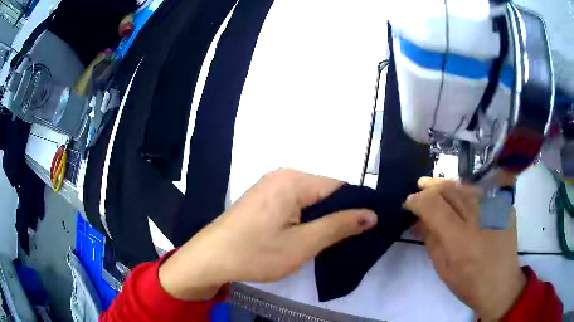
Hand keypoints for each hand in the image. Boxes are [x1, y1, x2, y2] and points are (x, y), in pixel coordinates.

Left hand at [159, 169, 377, 299]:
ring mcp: (270, 185)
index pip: (339, 186)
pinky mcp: (263, 198)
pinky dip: (306, 217)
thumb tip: (371, 214)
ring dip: (322, 218)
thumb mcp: (303, 244)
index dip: (357, 206)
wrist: (210, 259)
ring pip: (310, 198)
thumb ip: (339, 226)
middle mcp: (282, 175)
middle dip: (339, 214)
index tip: (369, 227)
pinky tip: (306, 235)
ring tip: (329, 240)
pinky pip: (295, 202)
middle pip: (325, 191)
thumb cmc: (255, 253)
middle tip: (348, 240)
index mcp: (293, 180)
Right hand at [405, 177, 525, 320]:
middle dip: (431, 187)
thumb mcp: (443, 268)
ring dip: (448, 185)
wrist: (501, 284)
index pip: (434, 206)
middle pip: (450, 190)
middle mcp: (479, 217)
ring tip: (436, 186)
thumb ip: (431, 240)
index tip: (410, 202)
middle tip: (420, 187)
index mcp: (460, 239)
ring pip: (466, 186)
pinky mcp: (504, 205)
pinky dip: (466, 191)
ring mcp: (495, 207)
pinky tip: (461, 196)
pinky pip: (481, 191)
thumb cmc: (469, 284)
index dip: (418, 200)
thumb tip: (418, 220)